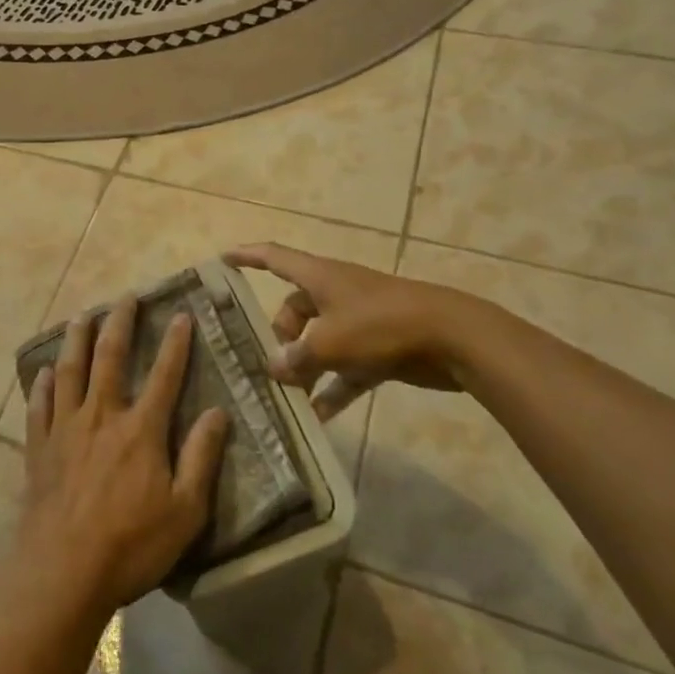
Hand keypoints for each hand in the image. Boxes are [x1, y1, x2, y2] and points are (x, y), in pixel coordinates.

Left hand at [18, 298, 230, 619]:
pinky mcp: (39, 447)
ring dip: (77, 339)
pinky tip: (44, 372)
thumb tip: (219, 413)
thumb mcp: (184, 511)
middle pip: (110, 357)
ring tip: (81, 315)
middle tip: (125, 297)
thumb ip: (201, 458)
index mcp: (141, 430)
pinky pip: (39, 405)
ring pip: (70, 370)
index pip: (165, 375)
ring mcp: (65, 428)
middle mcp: (101, 416)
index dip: (176, 343)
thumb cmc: (131, 545)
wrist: (62, 572)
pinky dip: (42, 384)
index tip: (181, 314)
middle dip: (120, 323)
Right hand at [224, 243, 483, 417]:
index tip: (222, 259)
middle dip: (279, 336)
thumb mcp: (330, 342)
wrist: (452, 338)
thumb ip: (297, 357)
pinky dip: (332, 388)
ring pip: (319, 341)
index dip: (247, 257)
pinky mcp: (380, 348)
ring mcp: (360, 320)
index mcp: (320, 277)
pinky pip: (346, 368)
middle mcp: (336, 293)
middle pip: (295, 309)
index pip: (274, 258)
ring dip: (304, 366)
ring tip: (286, 396)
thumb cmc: (382, 326)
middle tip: (267, 367)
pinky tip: (318, 417)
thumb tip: (275, 369)